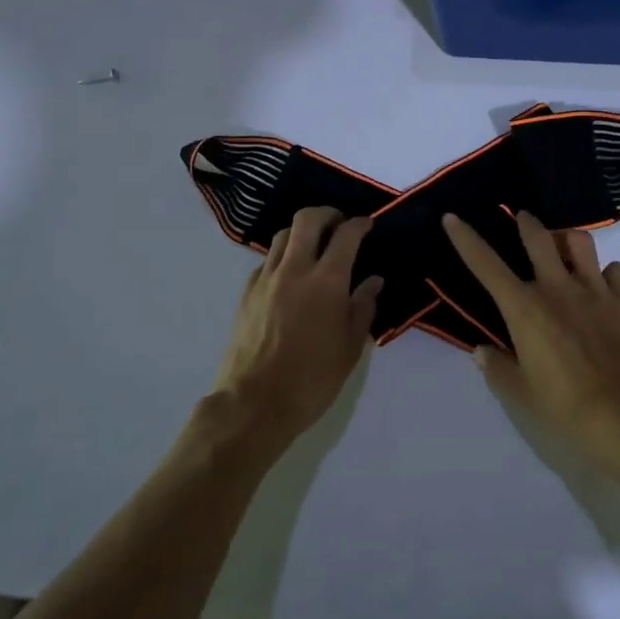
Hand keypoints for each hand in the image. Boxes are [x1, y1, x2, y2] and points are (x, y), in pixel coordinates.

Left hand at [214, 207, 382, 446]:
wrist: (254, 404)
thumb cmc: (312, 379)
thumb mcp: (351, 347)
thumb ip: (363, 308)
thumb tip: (373, 281)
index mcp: (327, 281)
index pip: (346, 235)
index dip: (359, 224)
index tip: (367, 225)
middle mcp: (295, 270)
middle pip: (307, 220)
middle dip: (327, 214)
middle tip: (339, 223)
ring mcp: (266, 280)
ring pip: (282, 236)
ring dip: (302, 232)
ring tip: (314, 245)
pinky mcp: (246, 294)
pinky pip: (266, 261)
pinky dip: (282, 257)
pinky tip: (290, 276)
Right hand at [441, 211, 619, 473]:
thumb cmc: (565, 406)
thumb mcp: (521, 393)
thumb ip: (498, 368)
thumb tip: (481, 351)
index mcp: (524, 309)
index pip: (486, 266)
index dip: (466, 240)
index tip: (453, 218)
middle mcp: (557, 288)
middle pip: (539, 238)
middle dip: (527, 223)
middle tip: (523, 218)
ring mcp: (594, 290)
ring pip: (580, 242)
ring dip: (567, 239)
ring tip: (565, 246)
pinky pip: (616, 270)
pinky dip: (608, 272)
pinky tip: (605, 284)